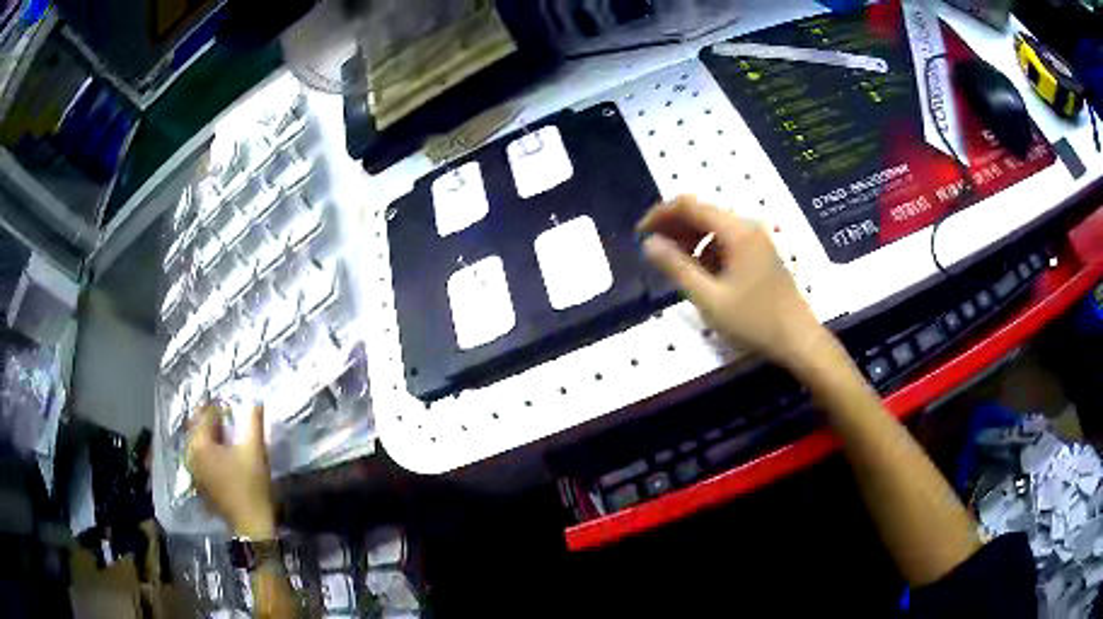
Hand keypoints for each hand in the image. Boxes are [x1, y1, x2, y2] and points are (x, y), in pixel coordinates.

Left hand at [185, 402, 275, 537]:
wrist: (252, 526)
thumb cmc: (251, 486)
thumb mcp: (255, 450)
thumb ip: (253, 421)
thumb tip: (254, 400)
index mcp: (200, 444)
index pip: (205, 415)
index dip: (218, 406)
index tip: (231, 404)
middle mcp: (191, 456)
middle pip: (196, 428)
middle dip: (210, 420)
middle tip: (226, 417)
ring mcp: (194, 473)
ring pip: (196, 445)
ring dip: (208, 436)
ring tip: (224, 435)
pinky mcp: (200, 486)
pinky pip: (199, 460)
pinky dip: (207, 452)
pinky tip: (221, 456)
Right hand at [638, 195, 826, 370]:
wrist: (799, 341)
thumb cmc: (755, 321)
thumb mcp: (710, 299)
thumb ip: (677, 268)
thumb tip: (649, 244)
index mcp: (736, 231)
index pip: (689, 205)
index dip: (660, 215)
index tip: (640, 235)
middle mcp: (747, 227)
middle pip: (702, 213)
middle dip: (673, 228)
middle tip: (653, 253)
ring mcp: (756, 241)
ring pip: (713, 228)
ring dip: (689, 241)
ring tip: (674, 267)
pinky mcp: (760, 255)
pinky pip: (726, 242)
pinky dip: (707, 252)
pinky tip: (701, 276)